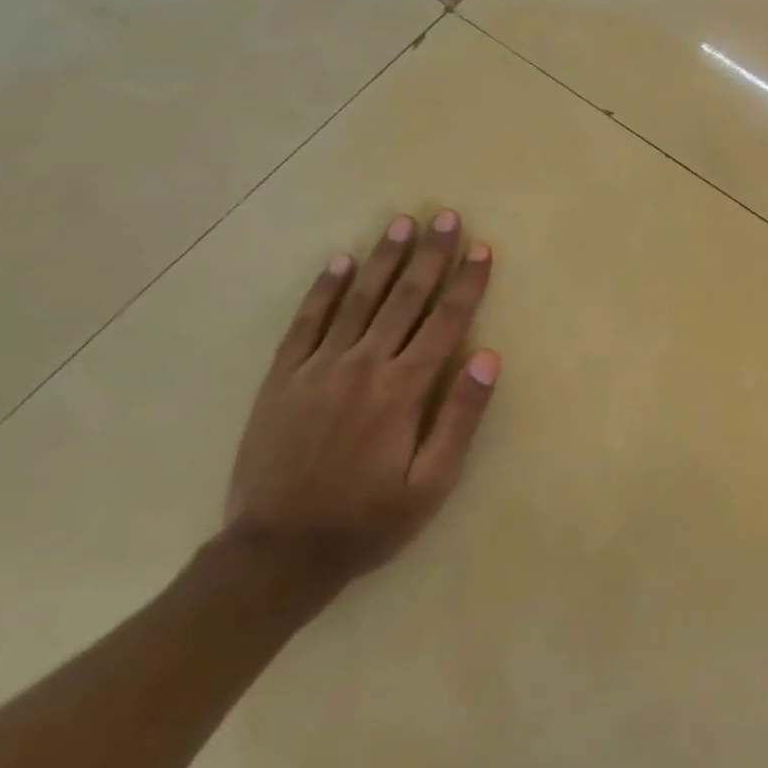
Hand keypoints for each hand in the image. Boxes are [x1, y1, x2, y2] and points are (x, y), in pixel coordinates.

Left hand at [224, 209, 499, 584]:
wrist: (278, 552)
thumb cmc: (367, 522)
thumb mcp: (431, 484)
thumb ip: (460, 418)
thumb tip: (489, 359)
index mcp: (403, 390)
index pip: (445, 322)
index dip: (467, 283)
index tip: (482, 248)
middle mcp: (364, 365)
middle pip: (405, 299)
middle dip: (430, 255)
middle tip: (446, 216)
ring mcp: (319, 367)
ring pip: (358, 300)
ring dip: (382, 259)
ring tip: (401, 223)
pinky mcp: (284, 377)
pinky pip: (306, 322)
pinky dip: (324, 289)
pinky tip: (338, 262)